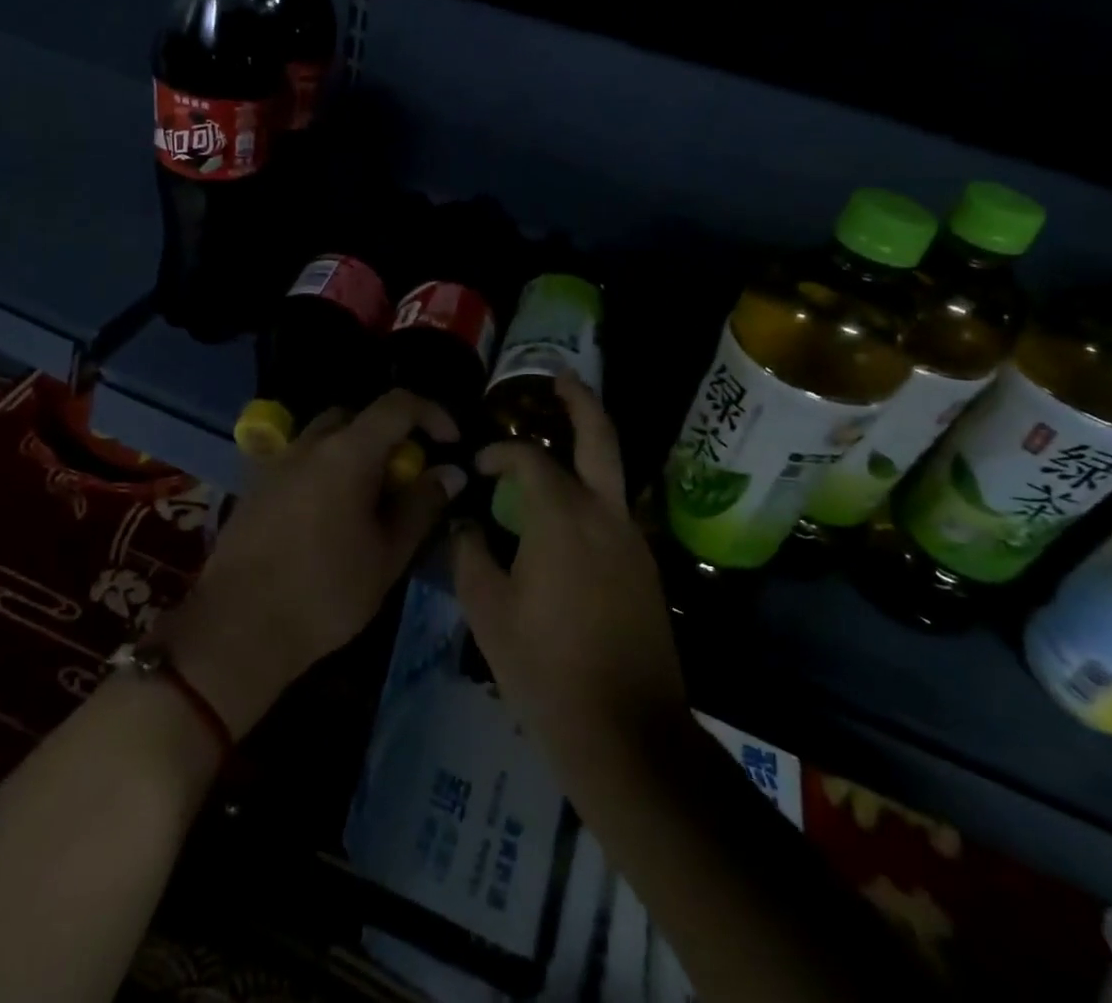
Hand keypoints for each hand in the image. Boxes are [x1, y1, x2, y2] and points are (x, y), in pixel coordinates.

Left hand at [157, 390, 463, 737]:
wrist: (238, 627)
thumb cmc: (325, 592)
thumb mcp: (387, 554)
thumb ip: (421, 505)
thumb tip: (450, 472)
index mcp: (347, 452)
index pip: (397, 405)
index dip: (432, 413)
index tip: (450, 443)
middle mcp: (309, 444)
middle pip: (357, 415)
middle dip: (389, 434)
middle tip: (405, 476)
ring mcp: (276, 463)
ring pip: (324, 437)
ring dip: (354, 452)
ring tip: (368, 498)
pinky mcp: (255, 487)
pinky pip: (300, 461)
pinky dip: (324, 470)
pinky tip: (328, 516)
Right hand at [452, 373, 688, 781]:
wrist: (626, 734)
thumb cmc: (546, 670)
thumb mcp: (488, 612)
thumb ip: (470, 553)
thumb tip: (466, 522)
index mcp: (563, 517)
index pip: (529, 459)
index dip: (499, 453)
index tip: (478, 466)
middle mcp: (606, 515)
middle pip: (600, 438)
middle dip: (581, 401)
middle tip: (561, 378)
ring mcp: (633, 541)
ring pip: (610, 476)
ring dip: (585, 451)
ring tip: (552, 450)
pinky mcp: (645, 569)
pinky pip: (613, 513)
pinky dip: (589, 496)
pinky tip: (562, 521)